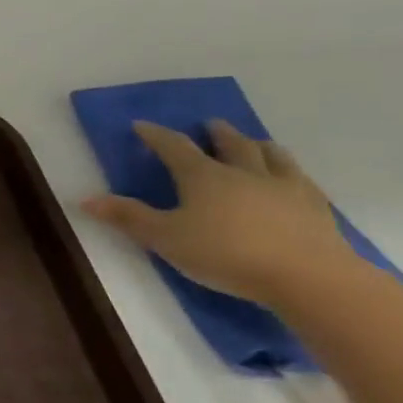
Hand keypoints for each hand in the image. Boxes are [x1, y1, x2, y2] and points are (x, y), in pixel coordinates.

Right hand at [81, 119, 359, 307]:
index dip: (156, 135)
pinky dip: (293, 174)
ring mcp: (285, 188)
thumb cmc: (227, 254)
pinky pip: (304, 181)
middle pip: (231, 144)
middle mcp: (243, 172)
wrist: (310, 278)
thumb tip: (85, 199)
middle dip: (217, 133)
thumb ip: (129, 217)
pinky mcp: (317, 209)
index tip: (142, 125)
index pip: (174, 146)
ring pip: (272, 156)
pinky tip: (296, 180)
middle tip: (211, 124)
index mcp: (203, 176)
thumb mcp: (166, 239)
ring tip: (257, 142)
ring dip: (260, 146)